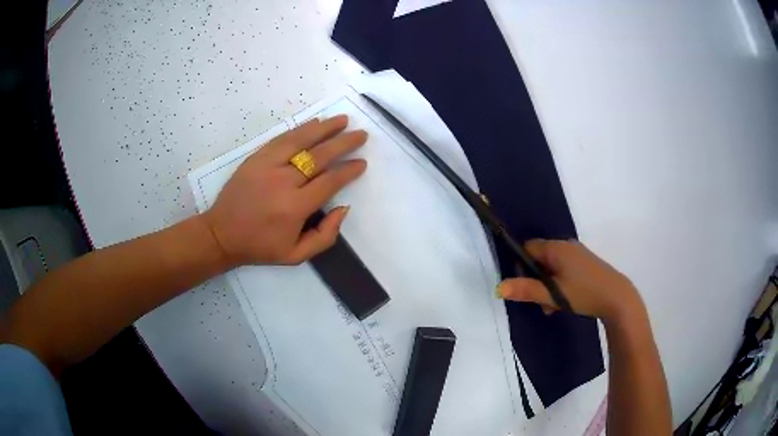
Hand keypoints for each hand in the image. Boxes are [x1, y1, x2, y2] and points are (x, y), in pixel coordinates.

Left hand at [202, 115, 366, 266]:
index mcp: (295, 208)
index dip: (348, 170)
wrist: (222, 234)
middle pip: (320, 156)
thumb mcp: (296, 255)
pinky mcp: (256, 158)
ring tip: (343, 120)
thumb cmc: (260, 246)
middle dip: (344, 143)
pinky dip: (301, 129)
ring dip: (325, 128)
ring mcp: (267, 165)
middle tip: (361, 135)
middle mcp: (283, 182)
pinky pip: (282, 138)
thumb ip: (325, 236)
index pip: (330, 181)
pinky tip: (315, 123)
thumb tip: (343, 207)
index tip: (362, 162)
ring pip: (301, 140)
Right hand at [497, 239, 643, 320]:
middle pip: (540, 259)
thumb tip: (498, 288)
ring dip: (548, 285)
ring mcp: (578, 254)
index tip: (525, 286)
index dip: (522, 266)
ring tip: (553, 306)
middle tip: (541, 301)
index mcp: (557, 248)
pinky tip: (566, 300)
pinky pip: (565, 269)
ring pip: (553, 267)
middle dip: (536, 280)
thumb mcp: (553, 294)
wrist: (617, 297)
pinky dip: (560, 283)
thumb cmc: (584, 293)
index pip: (528, 248)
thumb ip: (526, 290)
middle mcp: (566, 246)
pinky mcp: (586, 263)